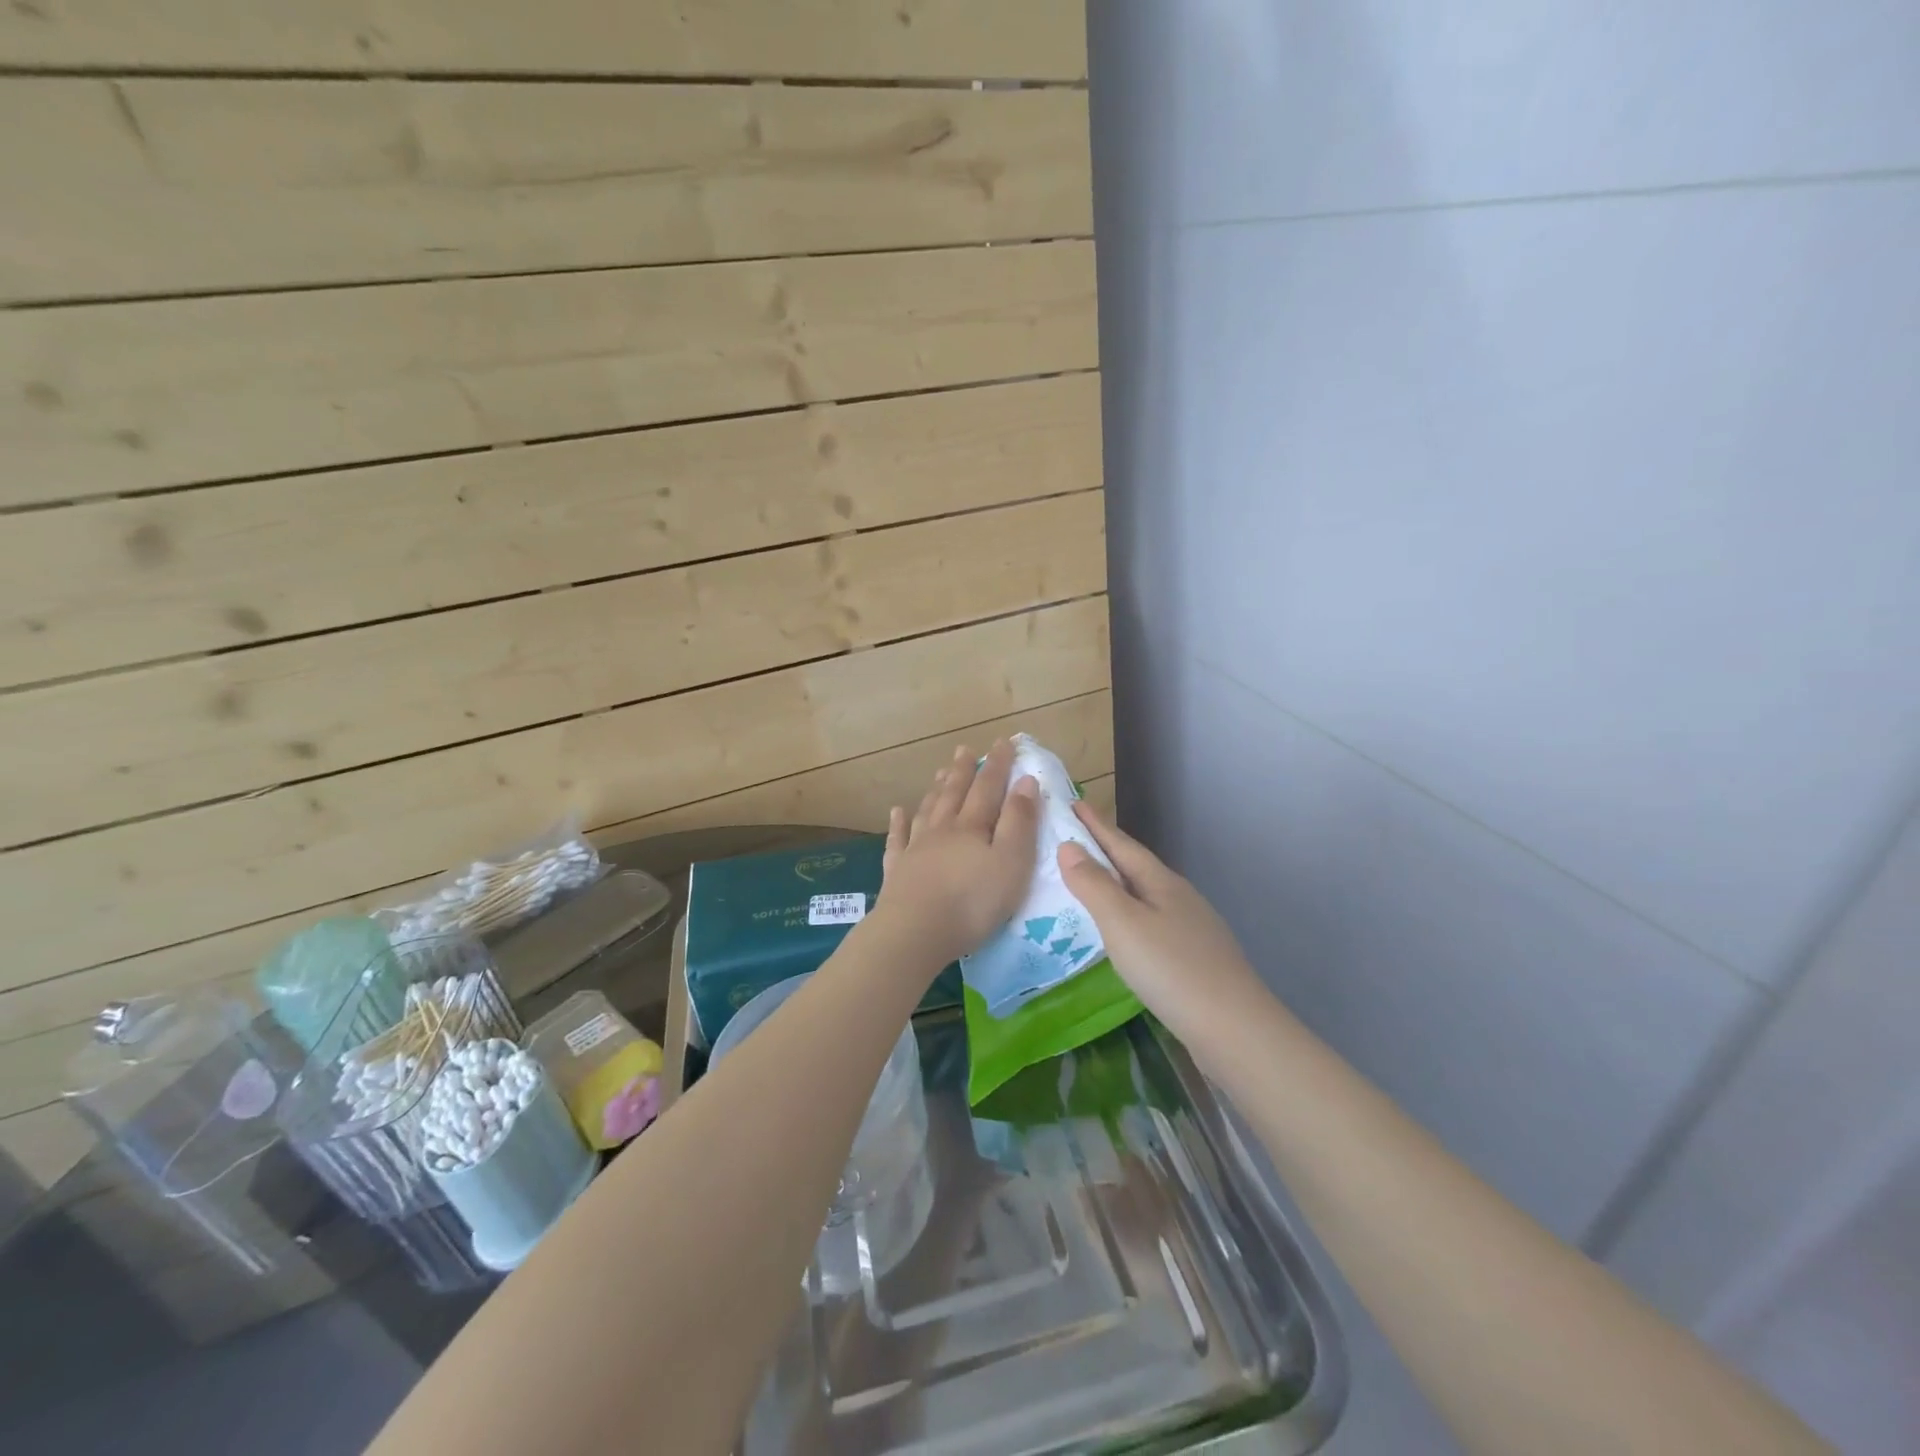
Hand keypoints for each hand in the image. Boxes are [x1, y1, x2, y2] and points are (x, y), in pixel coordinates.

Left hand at [877, 739, 1040, 963]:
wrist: (915, 931)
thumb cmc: (973, 901)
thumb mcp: (1011, 862)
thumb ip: (1019, 821)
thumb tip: (1026, 780)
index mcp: (973, 826)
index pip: (989, 787)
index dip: (998, 764)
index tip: (1003, 742)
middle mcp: (943, 829)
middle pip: (954, 792)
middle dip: (963, 770)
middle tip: (964, 749)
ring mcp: (916, 848)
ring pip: (928, 810)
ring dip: (936, 789)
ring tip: (940, 772)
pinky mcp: (897, 870)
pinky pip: (897, 839)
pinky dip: (898, 823)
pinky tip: (897, 811)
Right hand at [1056, 803, 1267, 1041]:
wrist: (1234, 1028)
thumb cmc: (1170, 969)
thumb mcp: (1122, 923)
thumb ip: (1093, 885)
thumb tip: (1068, 846)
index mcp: (1160, 882)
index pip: (1121, 844)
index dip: (1095, 824)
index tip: (1073, 801)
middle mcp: (1178, 897)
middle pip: (1136, 865)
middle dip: (1106, 848)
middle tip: (1075, 835)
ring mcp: (1191, 927)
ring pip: (1146, 893)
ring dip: (1118, 882)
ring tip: (1091, 880)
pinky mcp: (1195, 956)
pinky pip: (1152, 920)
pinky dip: (1130, 913)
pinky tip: (1124, 930)